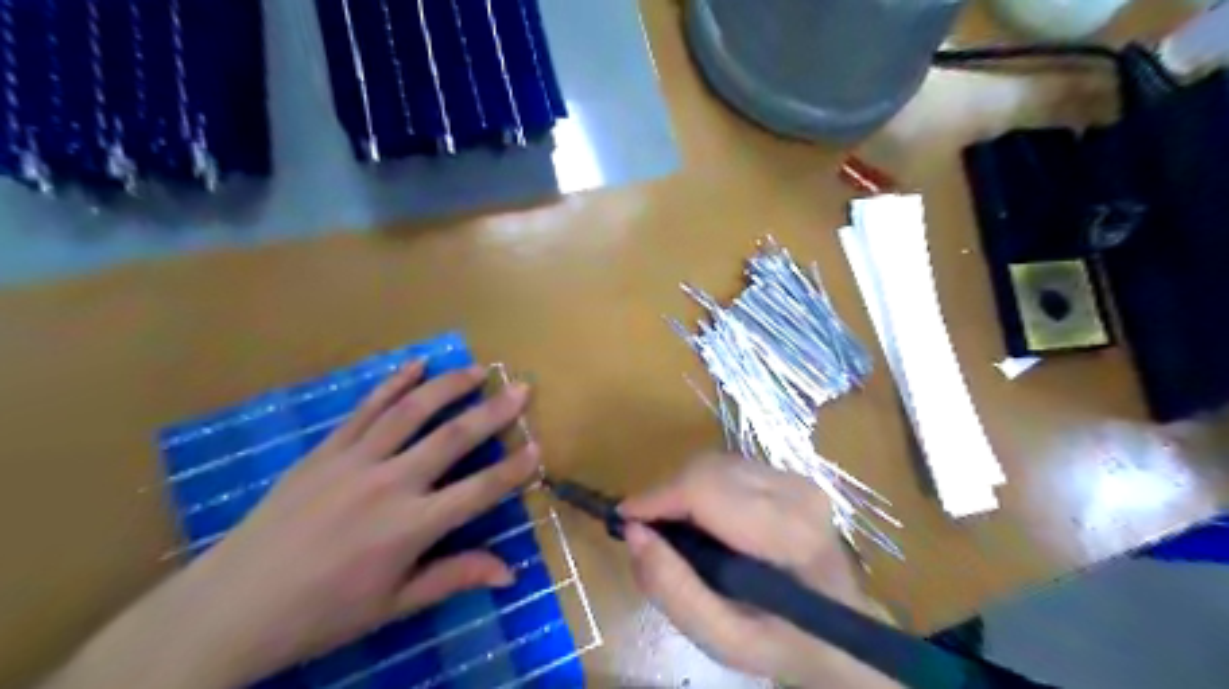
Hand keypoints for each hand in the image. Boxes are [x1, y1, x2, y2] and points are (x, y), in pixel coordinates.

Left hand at [49, 360, 537, 688]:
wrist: (231, 608)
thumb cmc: (321, 613)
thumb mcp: (393, 605)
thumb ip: (454, 577)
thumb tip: (511, 573)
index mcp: (410, 527)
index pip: (479, 491)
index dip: (514, 470)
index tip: (538, 448)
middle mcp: (389, 484)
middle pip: (453, 438)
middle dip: (493, 411)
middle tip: (521, 388)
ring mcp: (354, 461)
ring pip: (411, 411)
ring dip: (448, 386)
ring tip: (476, 369)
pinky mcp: (325, 451)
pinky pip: (365, 409)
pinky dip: (392, 383)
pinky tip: (415, 364)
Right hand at [625, 455, 894, 686]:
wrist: (844, 634)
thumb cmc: (784, 642)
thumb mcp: (724, 639)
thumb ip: (674, 589)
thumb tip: (635, 533)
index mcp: (787, 534)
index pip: (705, 489)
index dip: (657, 498)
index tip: (625, 520)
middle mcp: (796, 492)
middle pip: (706, 469)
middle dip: (667, 495)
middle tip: (648, 533)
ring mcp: (797, 479)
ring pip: (714, 463)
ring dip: (683, 491)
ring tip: (675, 530)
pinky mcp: (791, 475)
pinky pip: (728, 467)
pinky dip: (703, 488)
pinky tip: (704, 521)